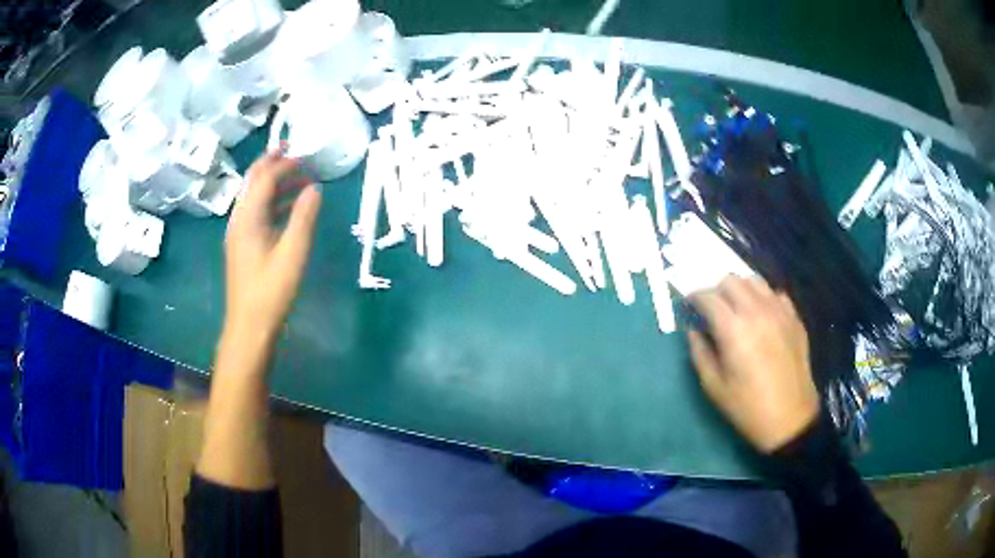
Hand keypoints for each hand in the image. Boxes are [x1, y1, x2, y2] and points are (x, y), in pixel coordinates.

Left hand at [224, 153, 321, 338]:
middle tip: (294, 153)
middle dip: (272, 164)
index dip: (284, 164)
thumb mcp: (293, 253)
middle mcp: (239, 220)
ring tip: (299, 180)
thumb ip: (304, 217)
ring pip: (254, 197)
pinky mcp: (243, 246)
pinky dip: (273, 203)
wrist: (249, 326)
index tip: (305, 156)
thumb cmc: (271, 291)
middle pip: (253, 182)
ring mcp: (239, 234)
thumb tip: (314, 188)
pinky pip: (256, 213)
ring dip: (274, 184)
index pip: (264, 179)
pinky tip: (289, 209)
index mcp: (248, 218)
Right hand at [688, 276, 819, 452]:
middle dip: (716, 290)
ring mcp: (779, 311)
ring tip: (737, 309)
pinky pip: (775, 294)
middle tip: (712, 310)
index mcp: (733, 328)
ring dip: (740, 290)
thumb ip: (699, 352)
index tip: (688, 307)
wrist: (789, 418)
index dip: (693, 298)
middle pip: (731, 280)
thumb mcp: (713, 386)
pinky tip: (762, 317)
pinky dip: (764, 298)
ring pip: (754, 281)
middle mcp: (757, 310)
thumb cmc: (747, 407)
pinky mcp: (794, 318)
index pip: (707, 296)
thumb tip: (693, 329)